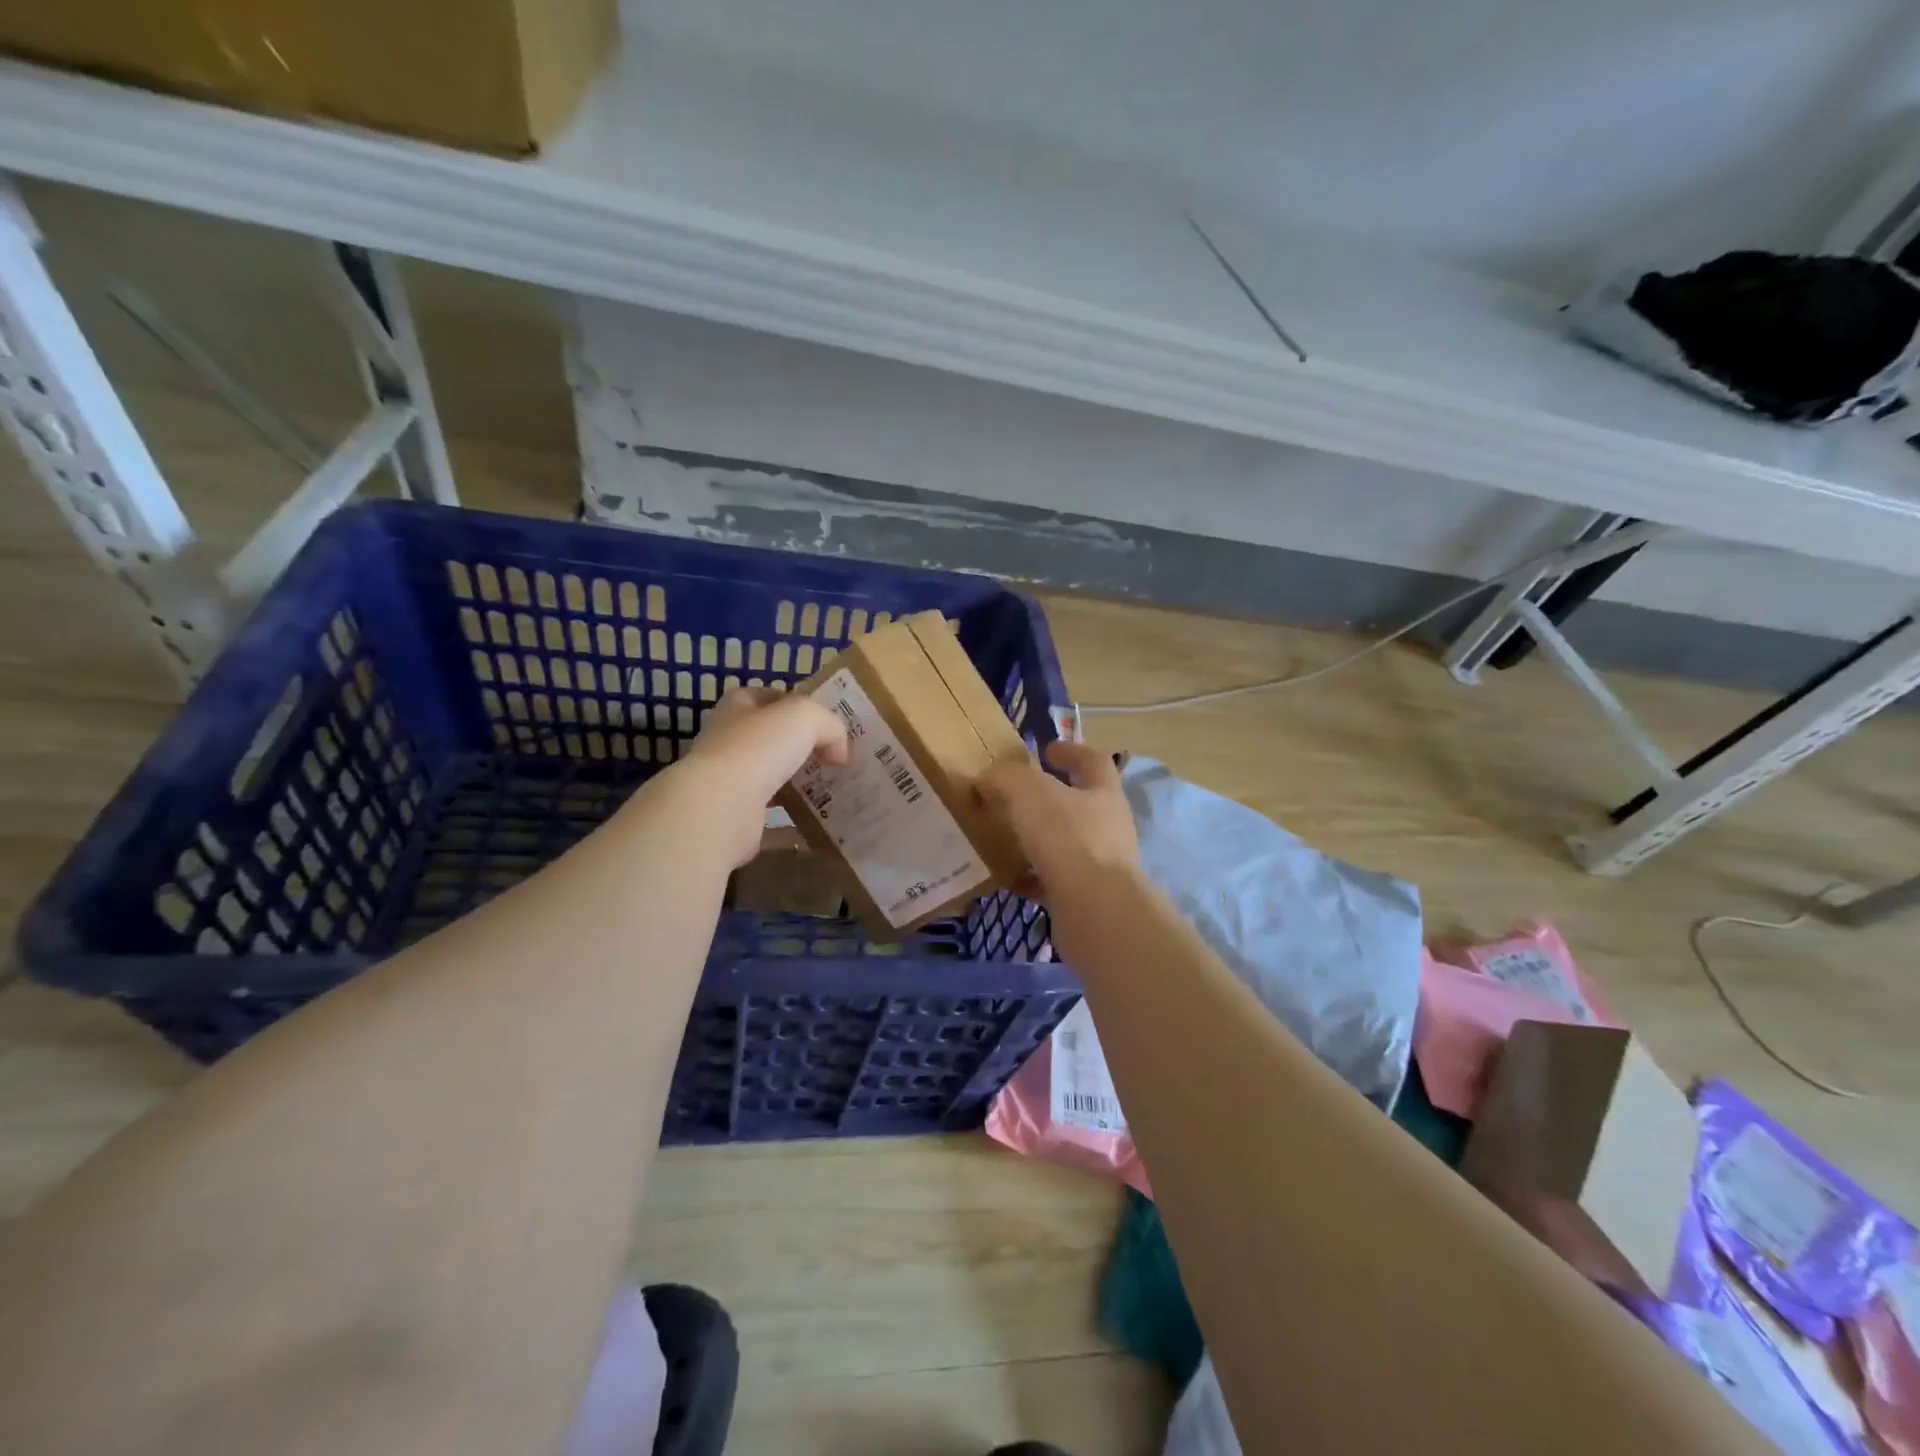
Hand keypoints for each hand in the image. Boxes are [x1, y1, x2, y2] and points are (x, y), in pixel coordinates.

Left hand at [670, 686, 848, 865]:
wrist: (720, 809)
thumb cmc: (758, 749)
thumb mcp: (805, 716)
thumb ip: (829, 726)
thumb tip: (840, 752)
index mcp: (737, 711)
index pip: (764, 698)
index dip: (793, 703)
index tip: (823, 721)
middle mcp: (729, 745)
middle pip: (770, 742)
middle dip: (801, 749)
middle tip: (836, 759)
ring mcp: (730, 786)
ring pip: (772, 783)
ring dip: (798, 788)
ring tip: (835, 793)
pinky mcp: (737, 823)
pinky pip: (773, 826)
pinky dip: (794, 829)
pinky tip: (821, 831)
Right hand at [979, 741, 1138, 905]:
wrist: (1096, 912)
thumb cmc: (1068, 839)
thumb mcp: (1029, 792)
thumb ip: (1006, 778)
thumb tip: (988, 778)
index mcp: (1103, 793)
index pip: (1094, 761)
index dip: (1071, 751)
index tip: (1046, 750)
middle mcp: (1108, 826)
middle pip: (1079, 804)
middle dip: (1048, 799)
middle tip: (1012, 797)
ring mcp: (1100, 865)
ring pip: (1064, 844)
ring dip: (1036, 840)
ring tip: (1002, 837)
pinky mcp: (1085, 899)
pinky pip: (1052, 882)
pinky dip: (1029, 878)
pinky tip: (1005, 878)